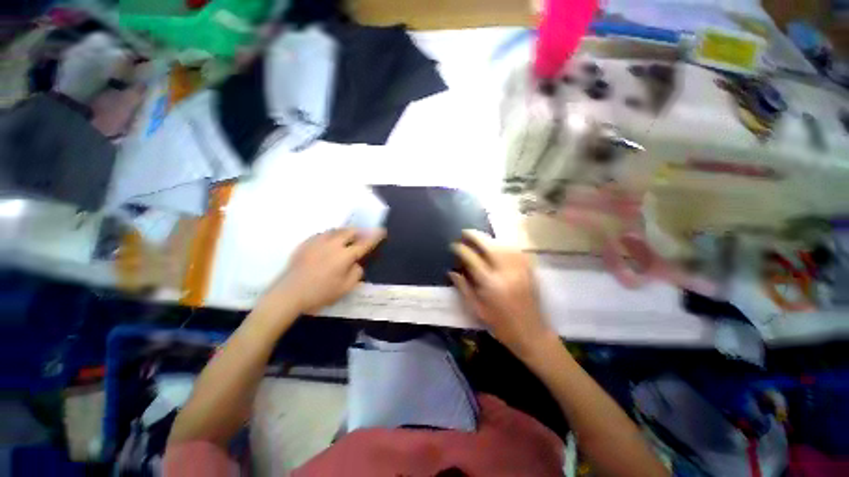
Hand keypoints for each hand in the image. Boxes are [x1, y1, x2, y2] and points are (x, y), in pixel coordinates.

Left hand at [260, 228, 384, 315]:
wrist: (289, 294)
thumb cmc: (320, 293)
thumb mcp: (345, 288)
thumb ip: (356, 273)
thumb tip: (356, 264)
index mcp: (345, 256)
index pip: (364, 244)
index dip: (375, 237)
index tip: (382, 231)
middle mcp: (333, 244)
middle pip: (350, 231)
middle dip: (359, 231)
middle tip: (363, 234)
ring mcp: (318, 242)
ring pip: (335, 230)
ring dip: (345, 232)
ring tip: (347, 236)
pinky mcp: (306, 244)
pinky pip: (322, 234)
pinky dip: (330, 235)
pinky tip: (329, 241)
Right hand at [449, 230, 555, 359]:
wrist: (532, 334)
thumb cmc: (501, 325)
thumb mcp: (477, 310)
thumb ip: (463, 288)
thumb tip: (451, 272)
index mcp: (490, 284)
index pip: (472, 259)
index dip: (461, 249)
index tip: (454, 245)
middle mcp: (506, 272)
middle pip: (489, 246)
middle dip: (475, 236)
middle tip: (465, 232)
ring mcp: (520, 269)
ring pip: (504, 244)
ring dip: (490, 238)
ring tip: (480, 236)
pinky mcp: (530, 270)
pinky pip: (517, 250)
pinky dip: (505, 244)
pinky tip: (499, 244)